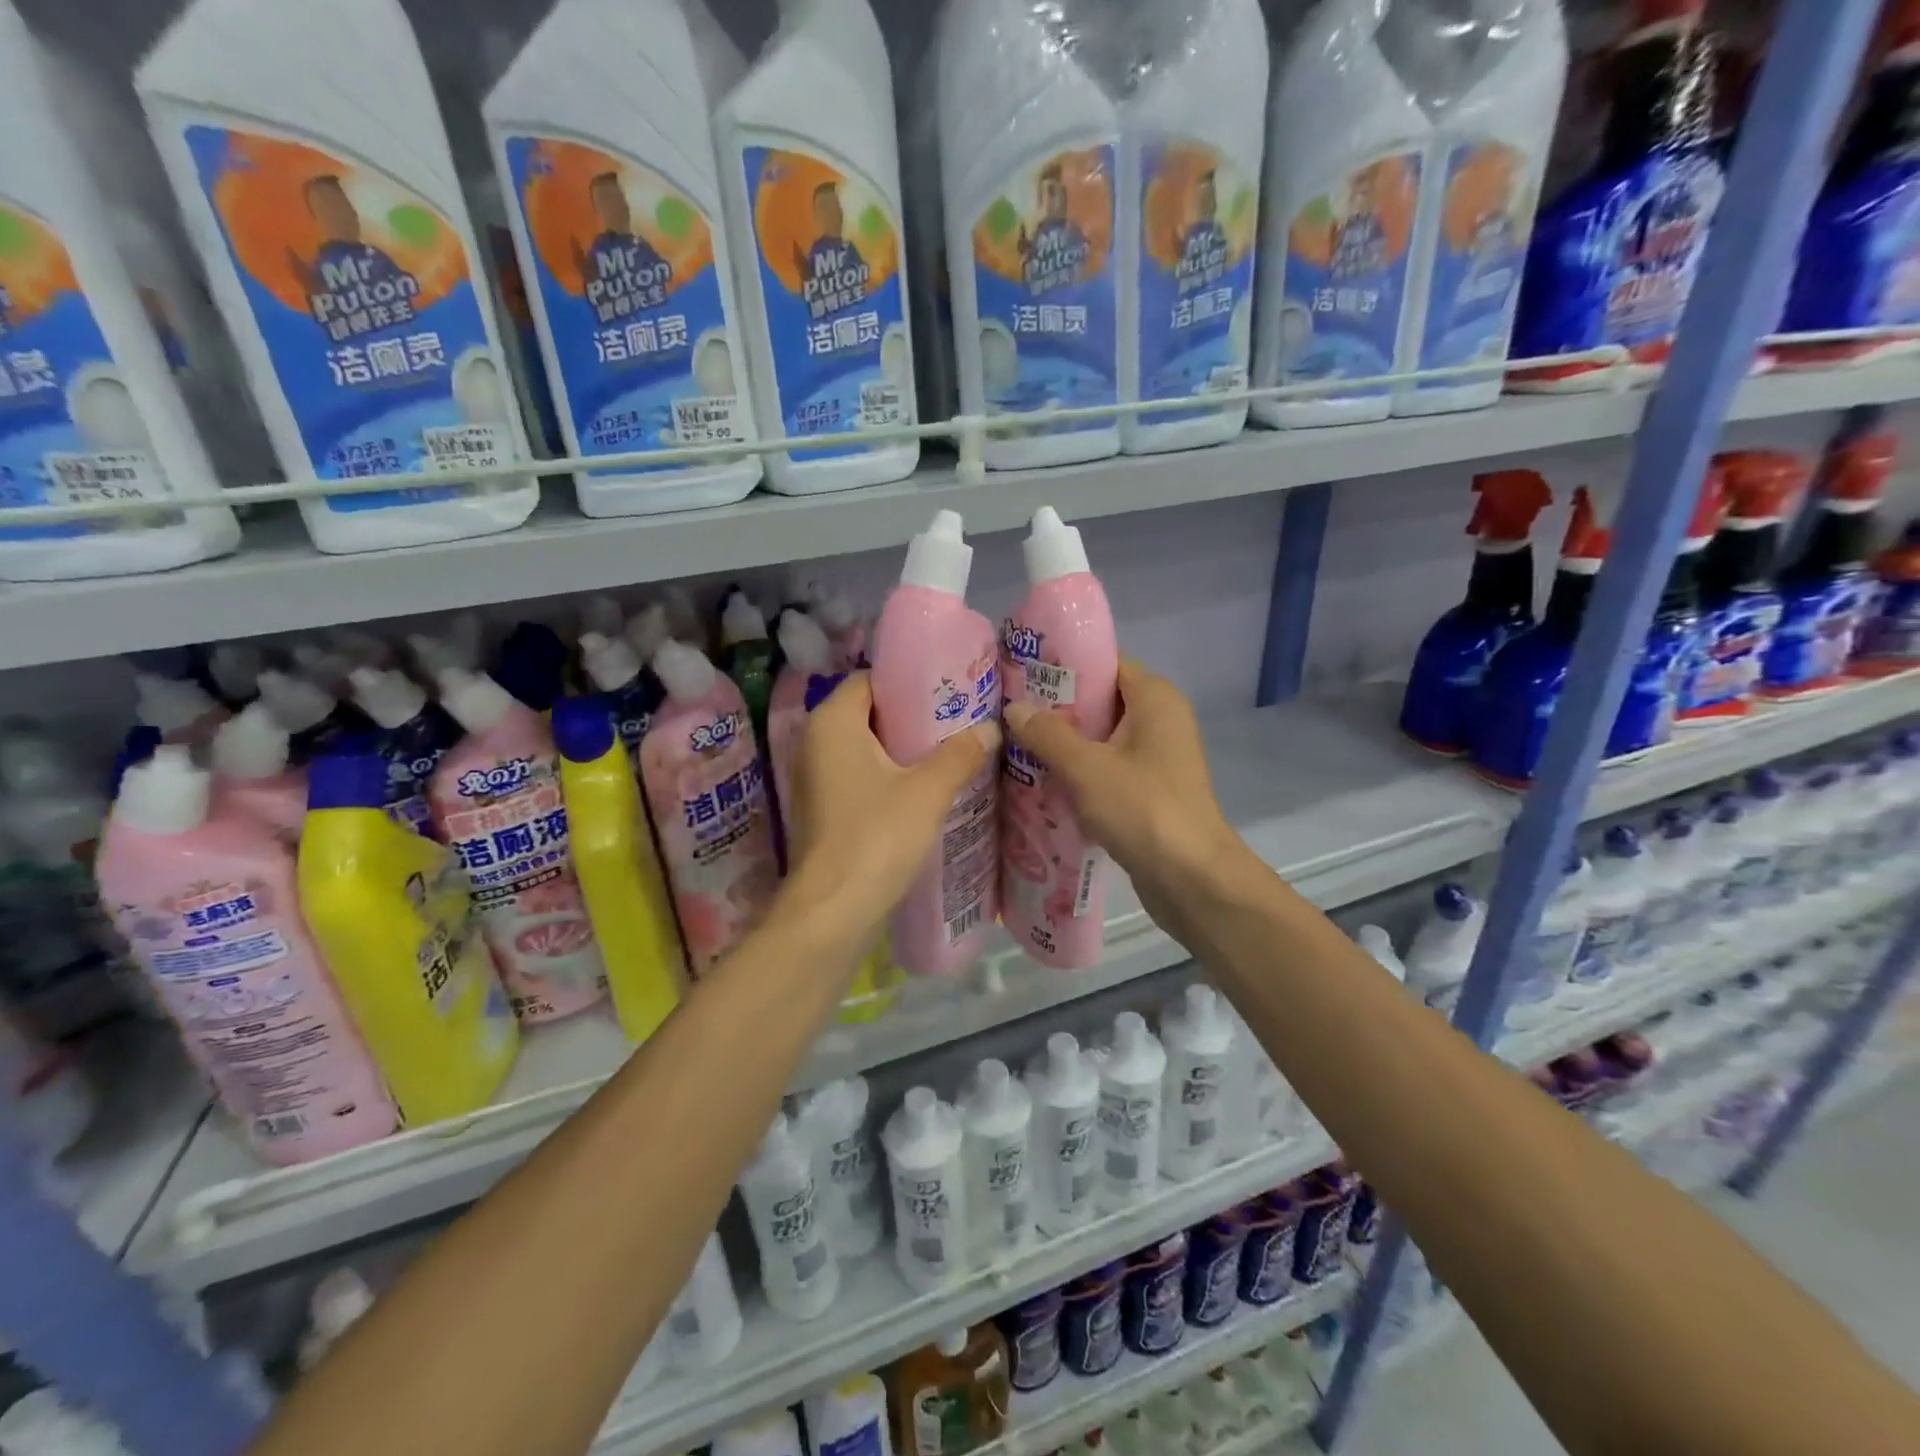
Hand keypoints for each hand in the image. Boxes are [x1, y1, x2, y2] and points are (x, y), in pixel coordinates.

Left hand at [781, 672, 999, 956]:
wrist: (833, 910)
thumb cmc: (876, 837)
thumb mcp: (928, 791)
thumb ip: (960, 754)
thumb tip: (990, 729)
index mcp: (832, 722)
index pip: (870, 679)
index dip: (909, 681)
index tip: (950, 688)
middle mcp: (815, 741)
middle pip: (869, 712)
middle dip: (913, 716)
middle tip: (959, 719)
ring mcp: (816, 777)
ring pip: (866, 747)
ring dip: (904, 749)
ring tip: (952, 749)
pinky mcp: (824, 807)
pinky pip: (860, 775)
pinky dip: (889, 775)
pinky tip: (926, 787)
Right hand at [1003, 660, 1244, 942]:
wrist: (1191, 878)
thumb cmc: (1142, 808)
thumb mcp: (1085, 767)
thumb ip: (1047, 734)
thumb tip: (1014, 708)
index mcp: (1154, 698)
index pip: (1105, 664)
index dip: (1063, 667)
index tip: (1020, 675)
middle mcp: (1161, 719)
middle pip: (1101, 701)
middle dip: (1056, 709)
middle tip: (1009, 714)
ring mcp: (1158, 757)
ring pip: (1102, 738)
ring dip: (1064, 744)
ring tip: (1016, 746)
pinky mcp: (1151, 789)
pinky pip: (1108, 767)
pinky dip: (1080, 771)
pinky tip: (1042, 781)